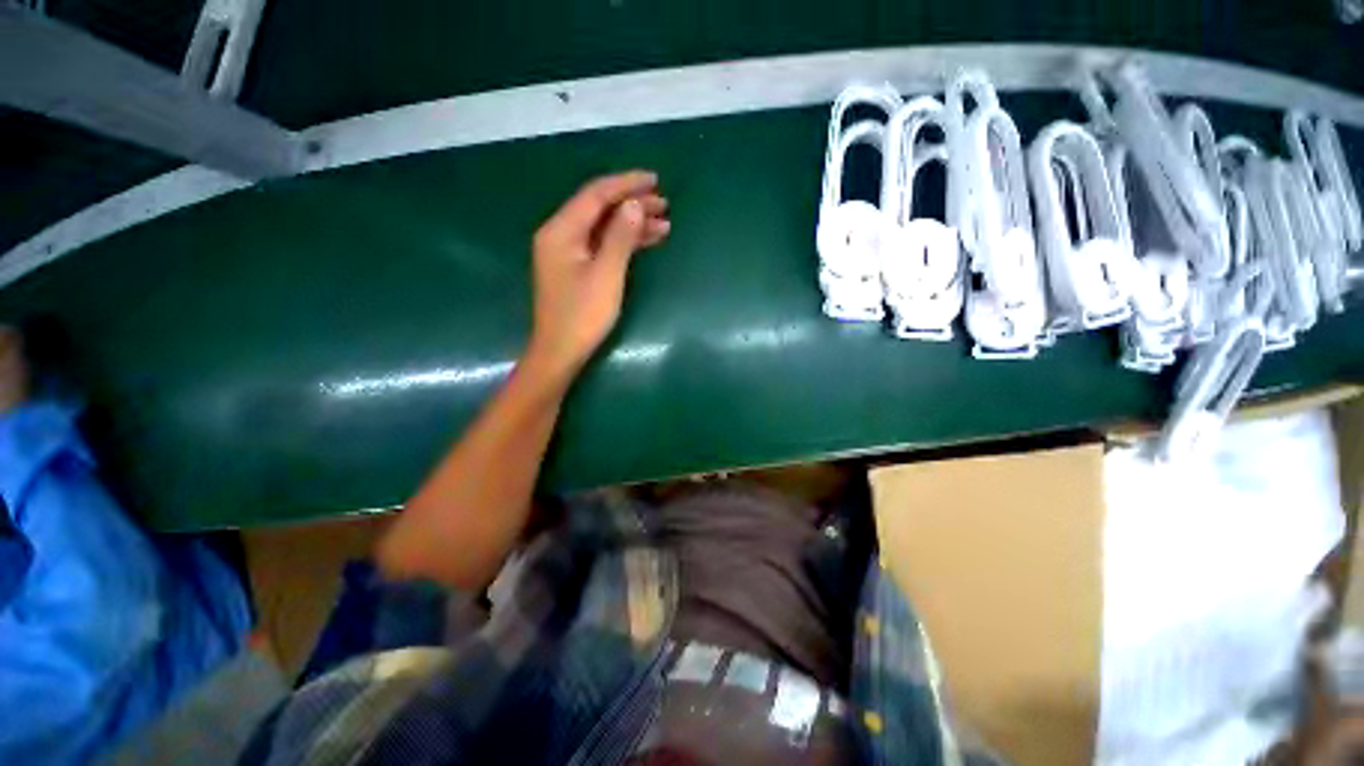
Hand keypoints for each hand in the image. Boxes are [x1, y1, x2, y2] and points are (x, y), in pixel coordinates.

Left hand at [527, 171, 669, 379]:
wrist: (561, 352)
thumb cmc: (583, 315)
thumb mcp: (606, 274)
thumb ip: (620, 237)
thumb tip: (634, 205)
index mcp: (561, 230)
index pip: (596, 194)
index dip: (626, 184)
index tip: (654, 180)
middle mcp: (560, 234)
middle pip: (599, 208)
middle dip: (632, 203)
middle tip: (664, 204)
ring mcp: (567, 252)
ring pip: (603, 227)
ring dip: (632, 223)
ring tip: (663, 223)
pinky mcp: (576, 268)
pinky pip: (602, 245)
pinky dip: (623, 242)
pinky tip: (646, 241)